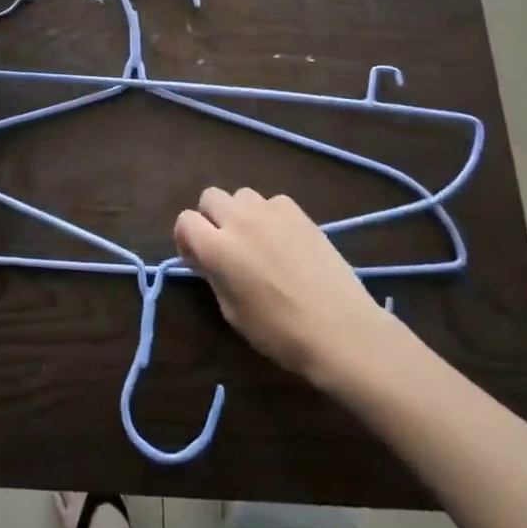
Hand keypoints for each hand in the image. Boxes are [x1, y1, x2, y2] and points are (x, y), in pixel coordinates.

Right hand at [174, 187, 386, 385]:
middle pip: (210, 197)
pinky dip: (269, 215)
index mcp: (217, 248)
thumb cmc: (280, 332)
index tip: (196, 258)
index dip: (186, 238)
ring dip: (240, 213)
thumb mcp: (232, 311)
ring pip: (241, 195)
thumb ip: (213, 275)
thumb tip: (204, 257)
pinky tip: (283, 240)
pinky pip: (272, 201)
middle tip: (224, 245)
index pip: (185, 220)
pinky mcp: (299, 212)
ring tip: (255, 239)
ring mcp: (271, 212)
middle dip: (210, 218)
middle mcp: (239, 220)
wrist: (340, 330)